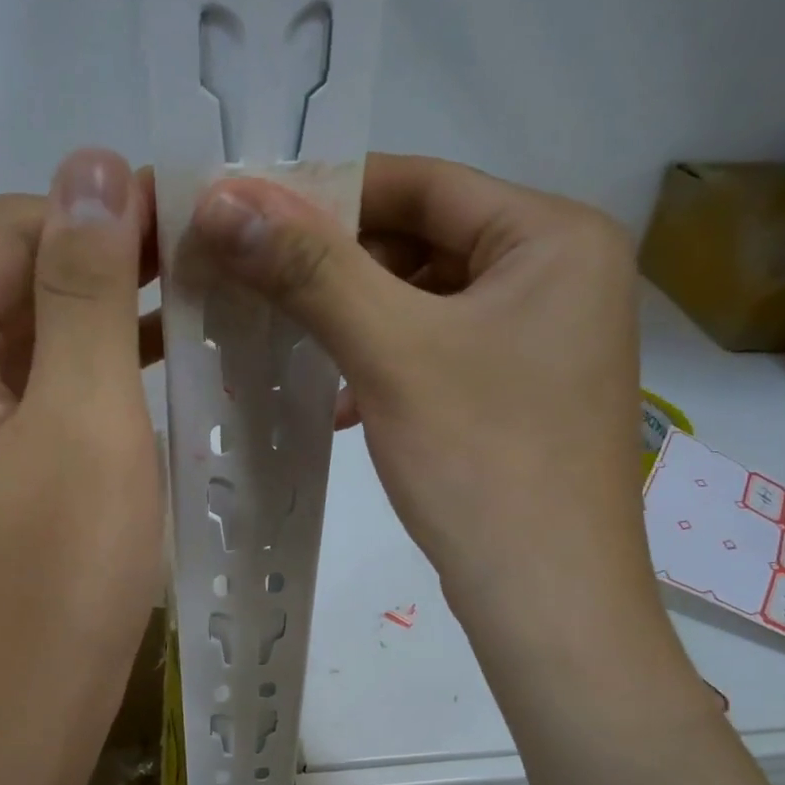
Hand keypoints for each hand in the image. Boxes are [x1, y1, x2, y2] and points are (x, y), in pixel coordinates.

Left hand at [0, 149, 163, 782]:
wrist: (19, 718)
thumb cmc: (59, 576)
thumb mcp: (84, 419)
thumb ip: (84, 288)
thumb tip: (88, 166)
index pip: (8, 228)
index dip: (97, 212)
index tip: (190, 222)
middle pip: (9, 279)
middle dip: (103, 262)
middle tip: (204, 266)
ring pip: (23, 339)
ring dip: (101, 317)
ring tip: (193, 309)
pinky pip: (27, 395)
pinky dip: (85, 374)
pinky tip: (150, 372)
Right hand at [186, 154, 651, 623]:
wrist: (548, 600)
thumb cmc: (482, 464)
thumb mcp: (391, 354)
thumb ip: (309, 270)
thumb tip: (222, 198)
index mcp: (554, 237)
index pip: (422, 183)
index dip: (328, 195)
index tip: (249, 217)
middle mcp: (561, 274)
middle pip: (423, 241)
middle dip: (337, 269)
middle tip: (257, 287)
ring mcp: (544, 339)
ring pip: (425, 302)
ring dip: (354, 321)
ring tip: (287, 345)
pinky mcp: (522, 392)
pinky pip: (438, 352)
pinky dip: (383, 365)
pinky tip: (338, 402)